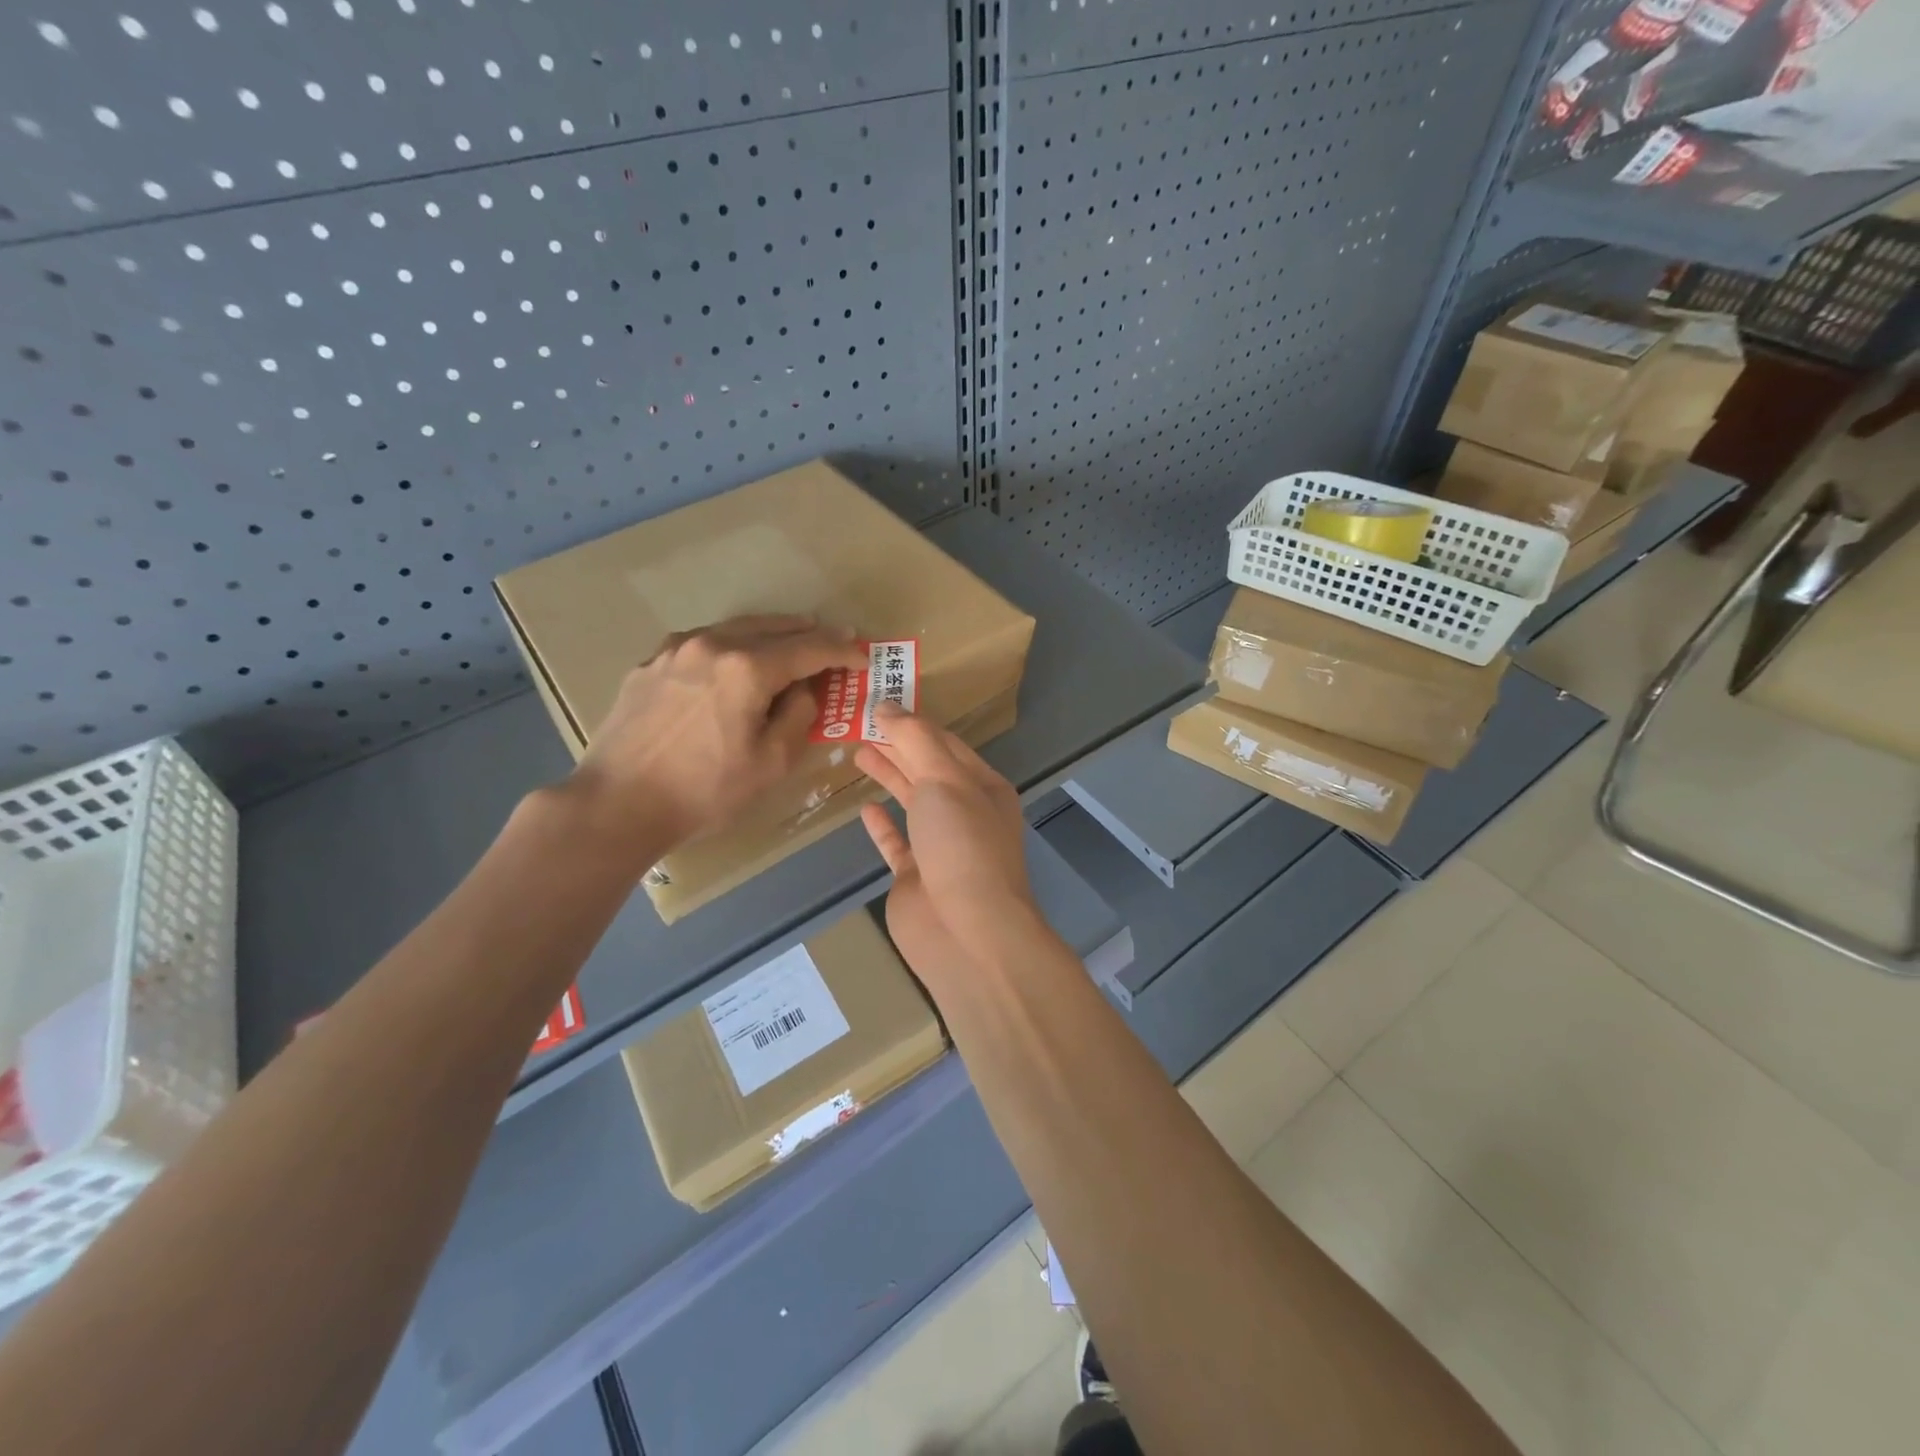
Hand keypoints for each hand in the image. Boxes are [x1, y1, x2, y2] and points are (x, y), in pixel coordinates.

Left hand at [571, 615, 864, 849]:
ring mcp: (676, 649)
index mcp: (747, 668)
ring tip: (790, 643)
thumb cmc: (704, 790)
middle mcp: (712, 644)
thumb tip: (803, 690)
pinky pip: (705, 643)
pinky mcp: (651, 663)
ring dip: (770, 634)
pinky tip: (735, 661)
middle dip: (809, 633)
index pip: (809, 648)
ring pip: (736, 628)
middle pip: (774, 627)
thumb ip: (799, 715)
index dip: (841, 651)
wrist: (617, 803)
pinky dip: (732, 645)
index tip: (862, 656)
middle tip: (834, 640)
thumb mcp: (771, 763)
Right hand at [855, 706, 1038, 994]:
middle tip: (860, 723)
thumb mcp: (945, 780)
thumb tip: (887, 706)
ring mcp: (941, 847)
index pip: (946, 744)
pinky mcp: (917, 878)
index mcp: (982, 787)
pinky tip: (865, 808)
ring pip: (912, 802)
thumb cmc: (962, 846)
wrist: (967, 932)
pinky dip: (882, 825)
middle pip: (927, 769)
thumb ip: (915, 740)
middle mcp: (965, 813)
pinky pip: (897, 843)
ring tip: (858, 752)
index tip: (880, 703)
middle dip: (898, 745)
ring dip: (889, 776)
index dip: (914, 722)